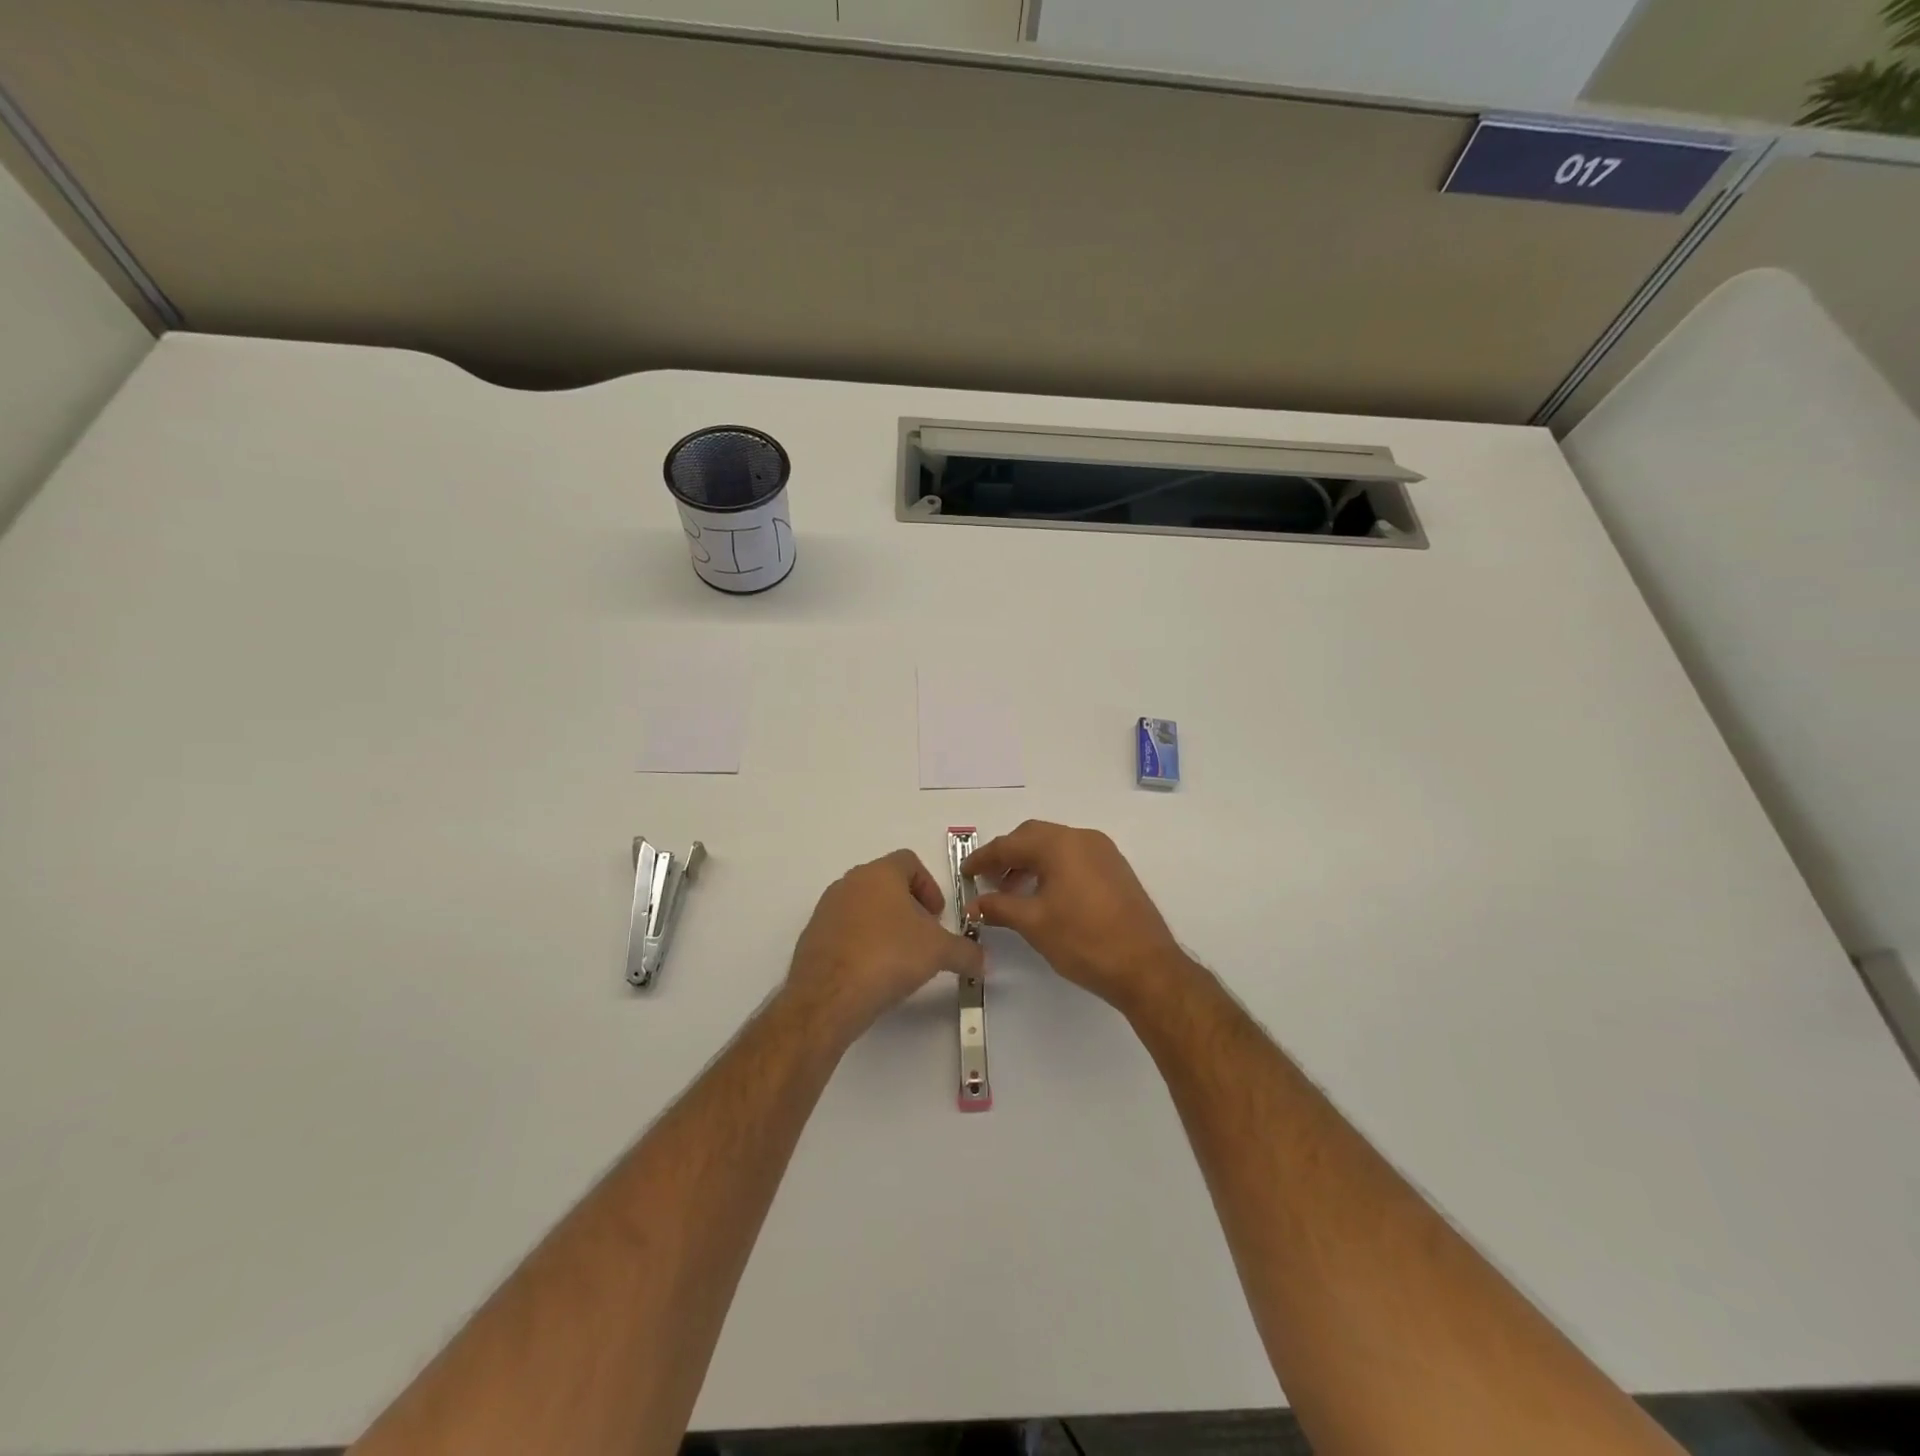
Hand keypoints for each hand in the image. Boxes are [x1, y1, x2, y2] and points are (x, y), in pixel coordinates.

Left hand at [786, 849, 984, 1044]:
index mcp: (880, 873)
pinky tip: (872, 972)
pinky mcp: (812, 936)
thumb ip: (965, 952)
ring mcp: (827, 908)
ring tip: (898, 958)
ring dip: (884, 925)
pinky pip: (844, 930)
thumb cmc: (888, 956)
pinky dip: (861, 943)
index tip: (937, 916)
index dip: (929, 886)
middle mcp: (850, 882)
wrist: (829, 995)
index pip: (909, 861)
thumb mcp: (939, 952)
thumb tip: (982, 961)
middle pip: (886, 884)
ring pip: (864, 906)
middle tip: (923, 937)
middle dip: (909, 907)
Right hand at [963, 821, 1187, 1010]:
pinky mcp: (1116, 870)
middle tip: (986, 879)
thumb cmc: (1084, 941)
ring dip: (1030, 862)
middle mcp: (1083, 838)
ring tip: (1011, 892)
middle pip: (1034, 837)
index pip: (1010, 844)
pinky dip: (1052, 868)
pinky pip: (1074, 857)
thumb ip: (999, 907)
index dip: (984, 858)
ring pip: (1056, 846)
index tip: (965, 873)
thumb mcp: (1034, 924)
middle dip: (1007, 855)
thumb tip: (973, 904)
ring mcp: (1104, 852)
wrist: (1146, 967)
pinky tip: (1044, 895)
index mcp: (1060, 844)